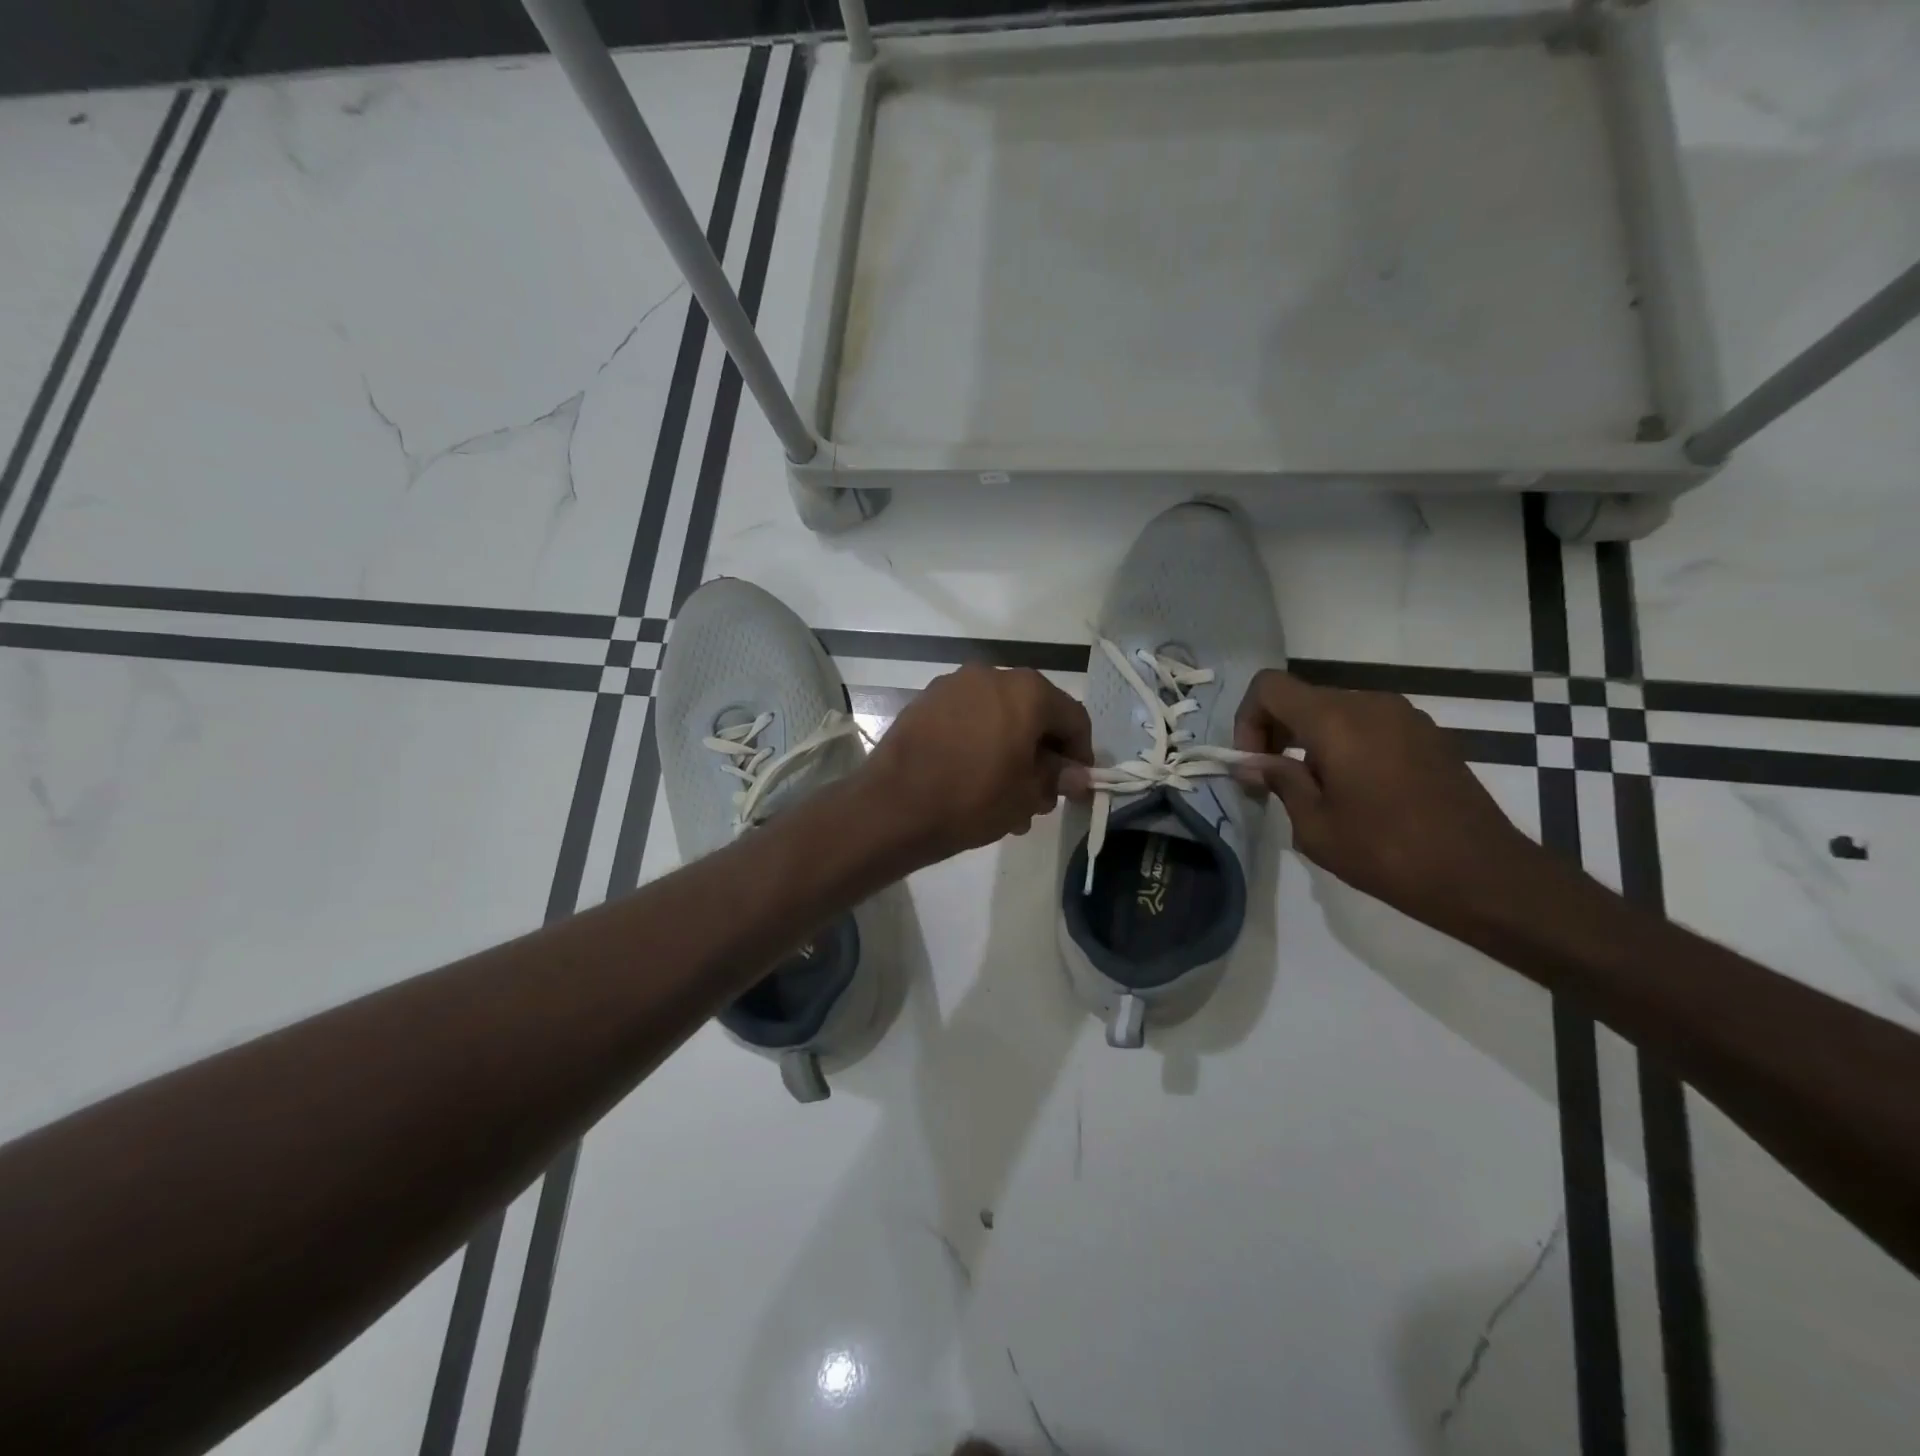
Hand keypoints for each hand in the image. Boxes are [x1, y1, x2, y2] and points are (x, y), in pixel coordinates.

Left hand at [863, 664, 1093, 865]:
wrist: (893, 806)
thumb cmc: (972, 798)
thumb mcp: (1027, 794)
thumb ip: (1057, 778)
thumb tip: (1076, 774)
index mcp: (1026, 690)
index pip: (1072, 717)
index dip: (1081, 753)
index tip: (1077, 785)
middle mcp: (991, 675)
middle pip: (1034, 714)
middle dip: (1042, 755)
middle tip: (1039, 797)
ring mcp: (953, 685)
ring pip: (998, 718)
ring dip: (1010, 753)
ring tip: (1006, 799)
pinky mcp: (925, 702)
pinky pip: (968, 720)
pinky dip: (980, 744)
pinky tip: (974, 780)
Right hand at [1233, 669, 1547, 931]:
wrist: (1484, 876)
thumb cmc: (1387, 852)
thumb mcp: (1315, 826)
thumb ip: (1280, 782)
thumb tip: (1252, 764)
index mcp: (1335, 720)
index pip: (1269, 687)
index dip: (1248, 719)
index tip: (1253, 764)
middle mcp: (1370, 703)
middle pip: (1302, 698)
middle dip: (1276, 733)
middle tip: (1273, 782)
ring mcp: (1405, 716)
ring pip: (1336, 711)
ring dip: (1310, 741)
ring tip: (1316, 791)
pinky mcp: (1428, 735)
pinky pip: (1369, 725)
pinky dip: (1346, 745)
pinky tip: (1357, 792)